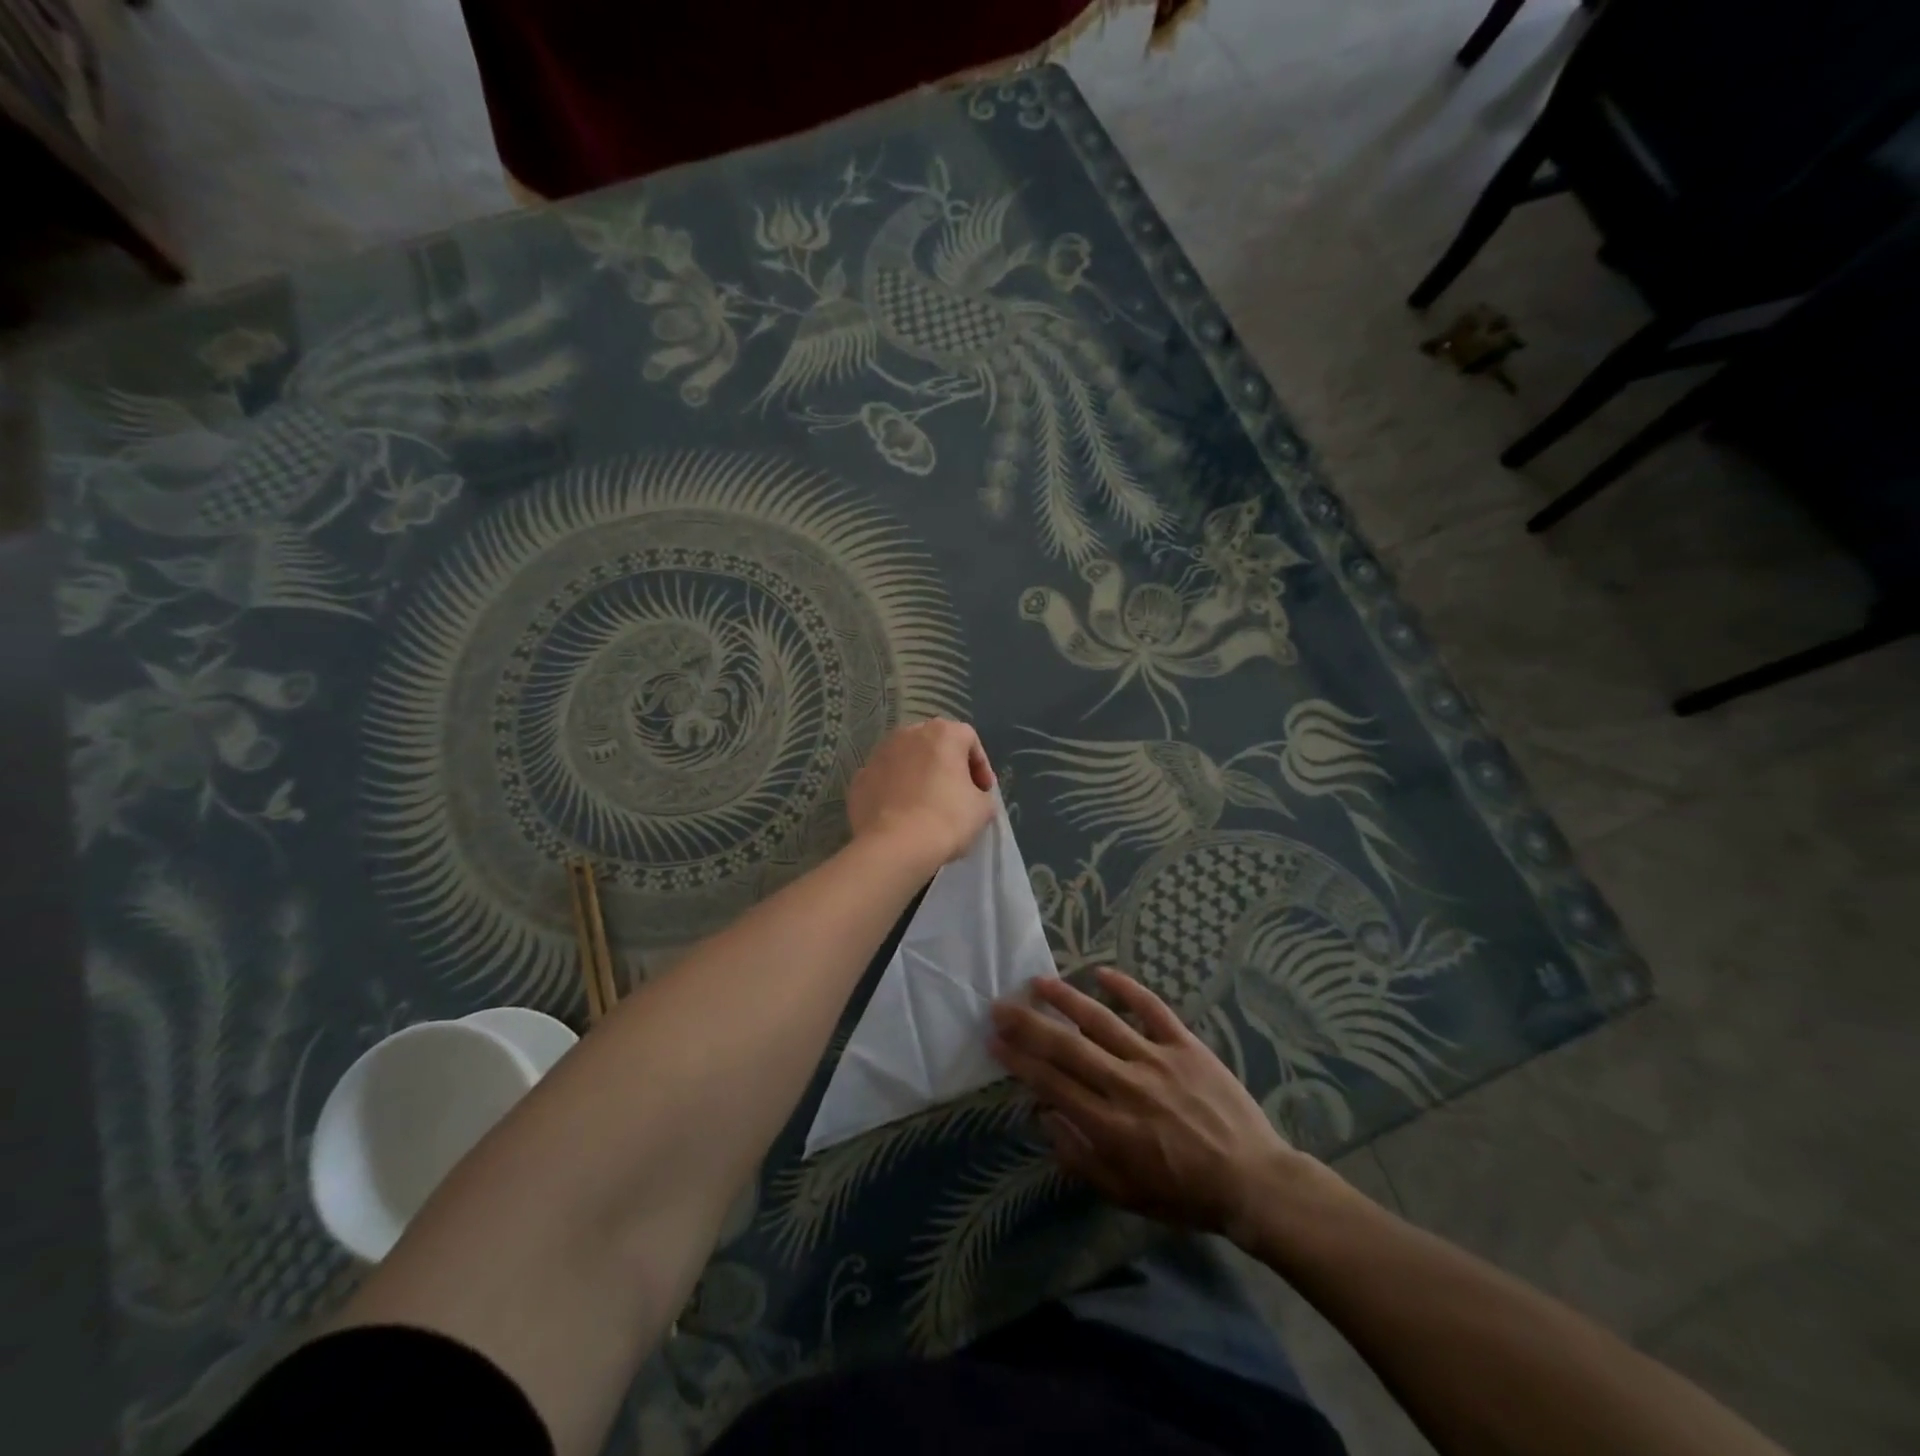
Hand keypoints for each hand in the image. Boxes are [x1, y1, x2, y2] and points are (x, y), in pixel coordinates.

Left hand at [847, 719, 995, 870]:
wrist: (894, 847)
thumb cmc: (946, 819)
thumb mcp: (983, 808)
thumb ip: (981, 793)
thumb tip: (971, 795)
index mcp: (942, 733)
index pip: (969, 739)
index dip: (980, 766)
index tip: (983, 791)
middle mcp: (907, 734)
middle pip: (935, 745)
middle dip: (947, 766)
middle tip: (956, 794)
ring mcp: (878, 755)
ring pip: (906, 760)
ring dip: (918, 776)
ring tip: (926, 805)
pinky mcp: (859, 779)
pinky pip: (885, 780)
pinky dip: (894, 792)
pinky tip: (901, 815)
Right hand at [990, 968, 1304, 1243]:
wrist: (1252, 1181)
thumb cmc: (1184, 1194)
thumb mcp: (1126, 1193)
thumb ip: (1081, 1157)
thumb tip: (1044, 1116)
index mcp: (1110, 1126)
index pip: (1052, 1083)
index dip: (1019, 1060)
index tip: (994, 1040)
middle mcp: (1127, 1085)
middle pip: (1068, 1047)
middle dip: (1029, 1025)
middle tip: (1000, 1005)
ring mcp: (1157, 1060)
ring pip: (1103, 1021)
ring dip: (1067, 999)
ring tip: (1039, 982)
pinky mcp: (1186, 1045)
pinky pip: (1152, 1009)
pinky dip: (1128, 988)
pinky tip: (1102, 972)